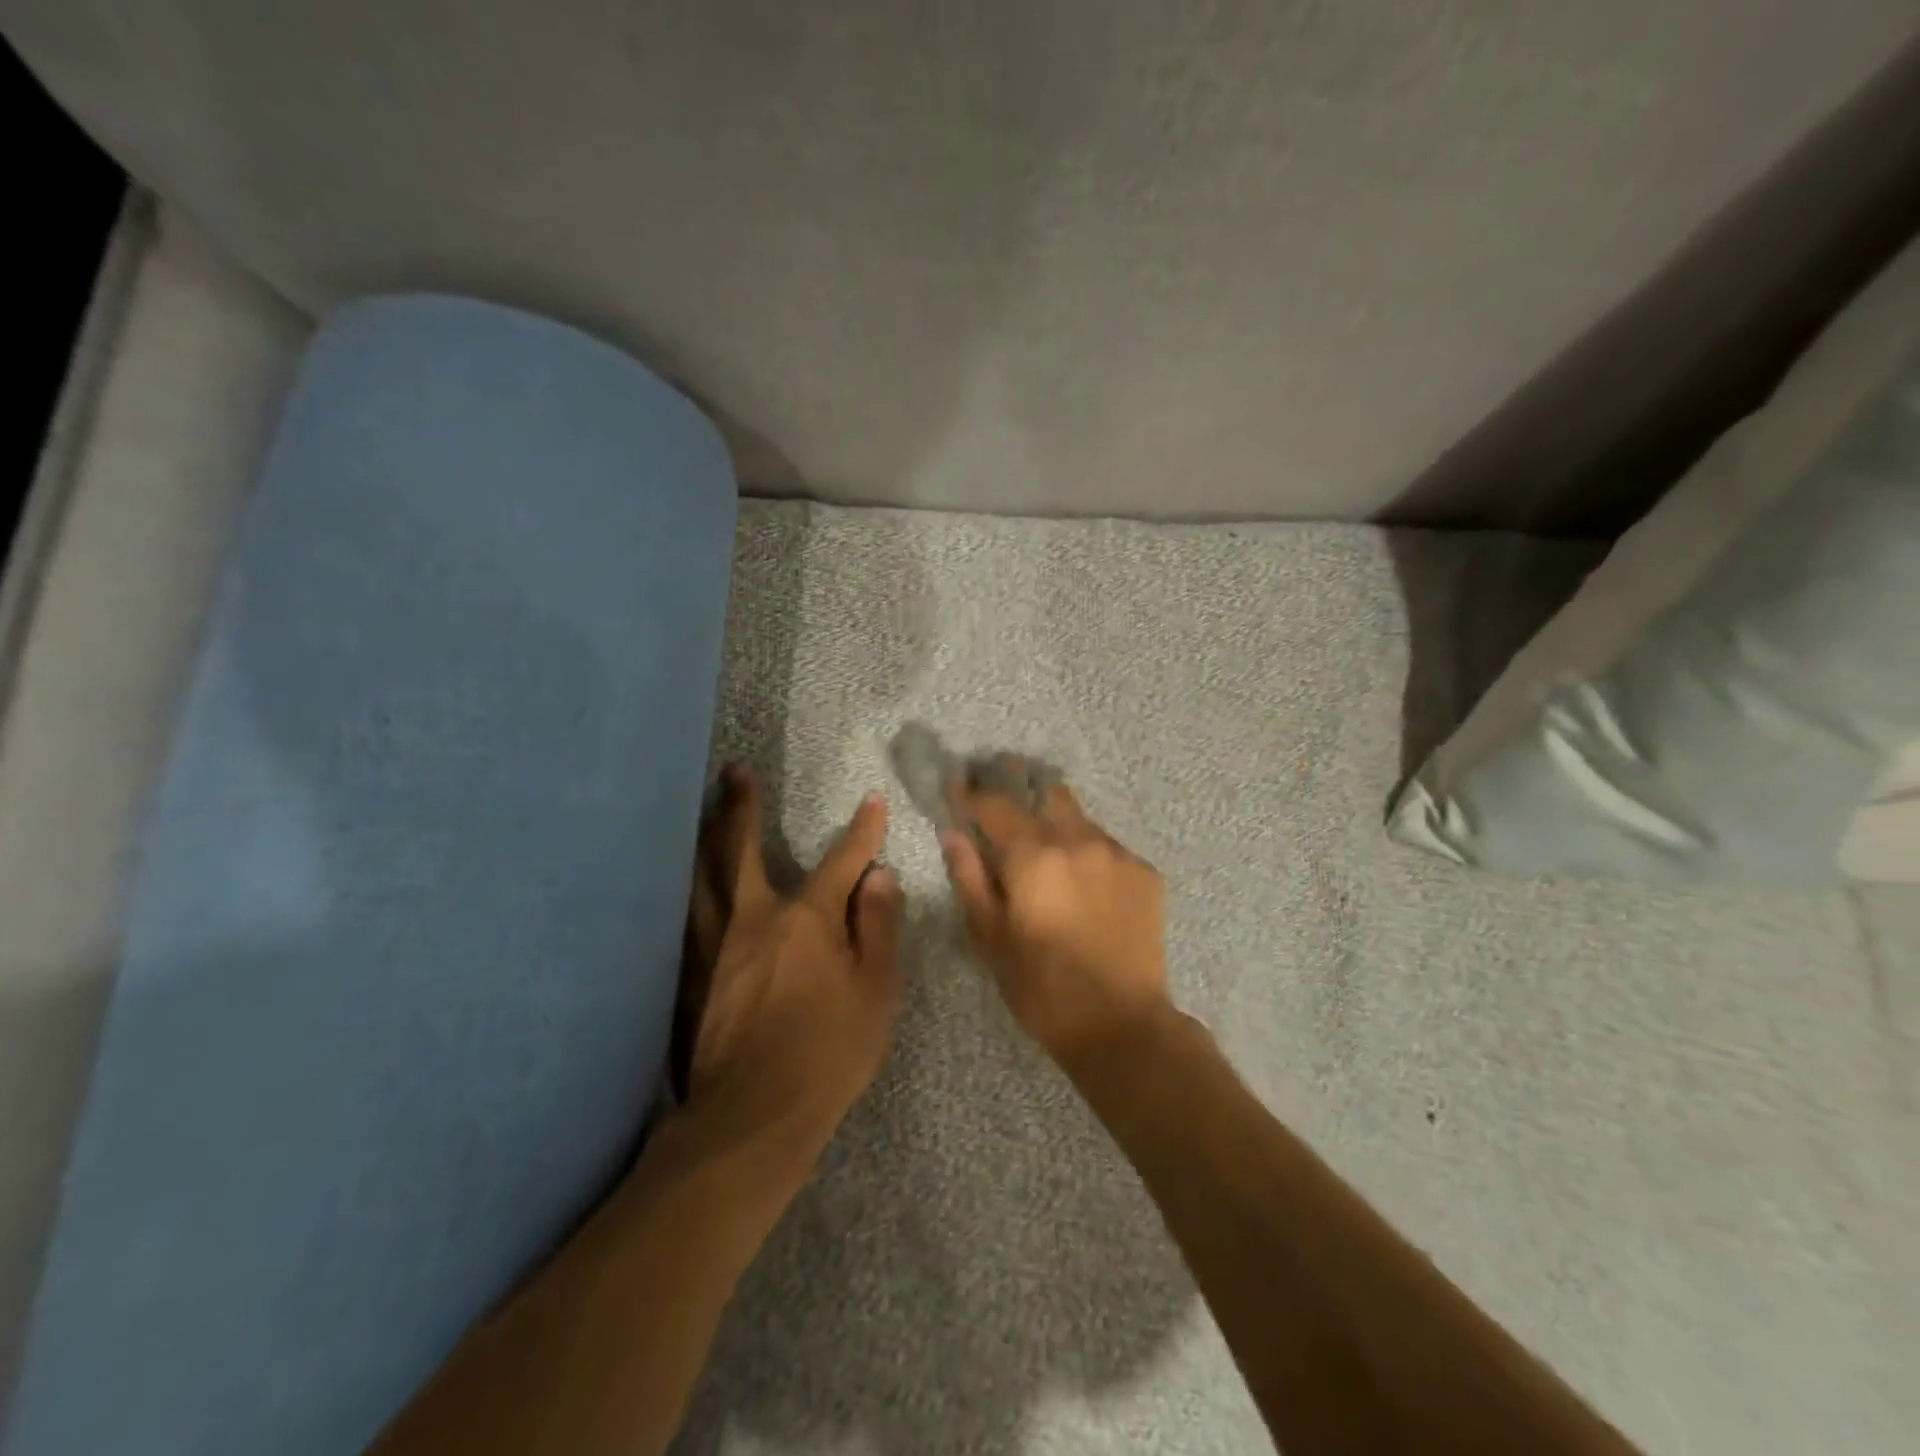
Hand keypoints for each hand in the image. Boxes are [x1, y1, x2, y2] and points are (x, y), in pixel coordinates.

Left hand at [674, 767, 903, 1165]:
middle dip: (741, 807)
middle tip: (734, 772)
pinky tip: (675, 884)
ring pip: (699, 877)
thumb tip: (880, 877)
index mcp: (806, 920)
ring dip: (702, 837)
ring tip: (698, 810)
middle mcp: (753, 919)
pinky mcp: (687, 976)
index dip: (861, 831)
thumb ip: (879, 928)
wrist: (754, 1116)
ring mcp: (712, 946)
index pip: (841, 862)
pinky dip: (680, 891)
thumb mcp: (877, 992)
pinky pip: (679, 918)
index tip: (872, 801)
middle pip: (740, 850)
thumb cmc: (830, 1052)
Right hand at [939, 769, 1170, 1064]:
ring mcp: (1117, 853)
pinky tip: (1084, 882)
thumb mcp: (990, 938)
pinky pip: (1107, 846)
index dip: (971, 791)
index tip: (958, 782)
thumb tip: (953, 833)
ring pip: (1079, 817)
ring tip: (1046, 847)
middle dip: (1020, 785)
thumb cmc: (1042, 987)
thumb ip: (969, 877)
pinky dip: (1087, 852)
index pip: (996, 803)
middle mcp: (1078, 840)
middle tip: (1003, 797)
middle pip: (1046, 791)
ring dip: (1056, 821)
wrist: (1122, 1026)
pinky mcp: (1145, 872)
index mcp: (1034, 855)